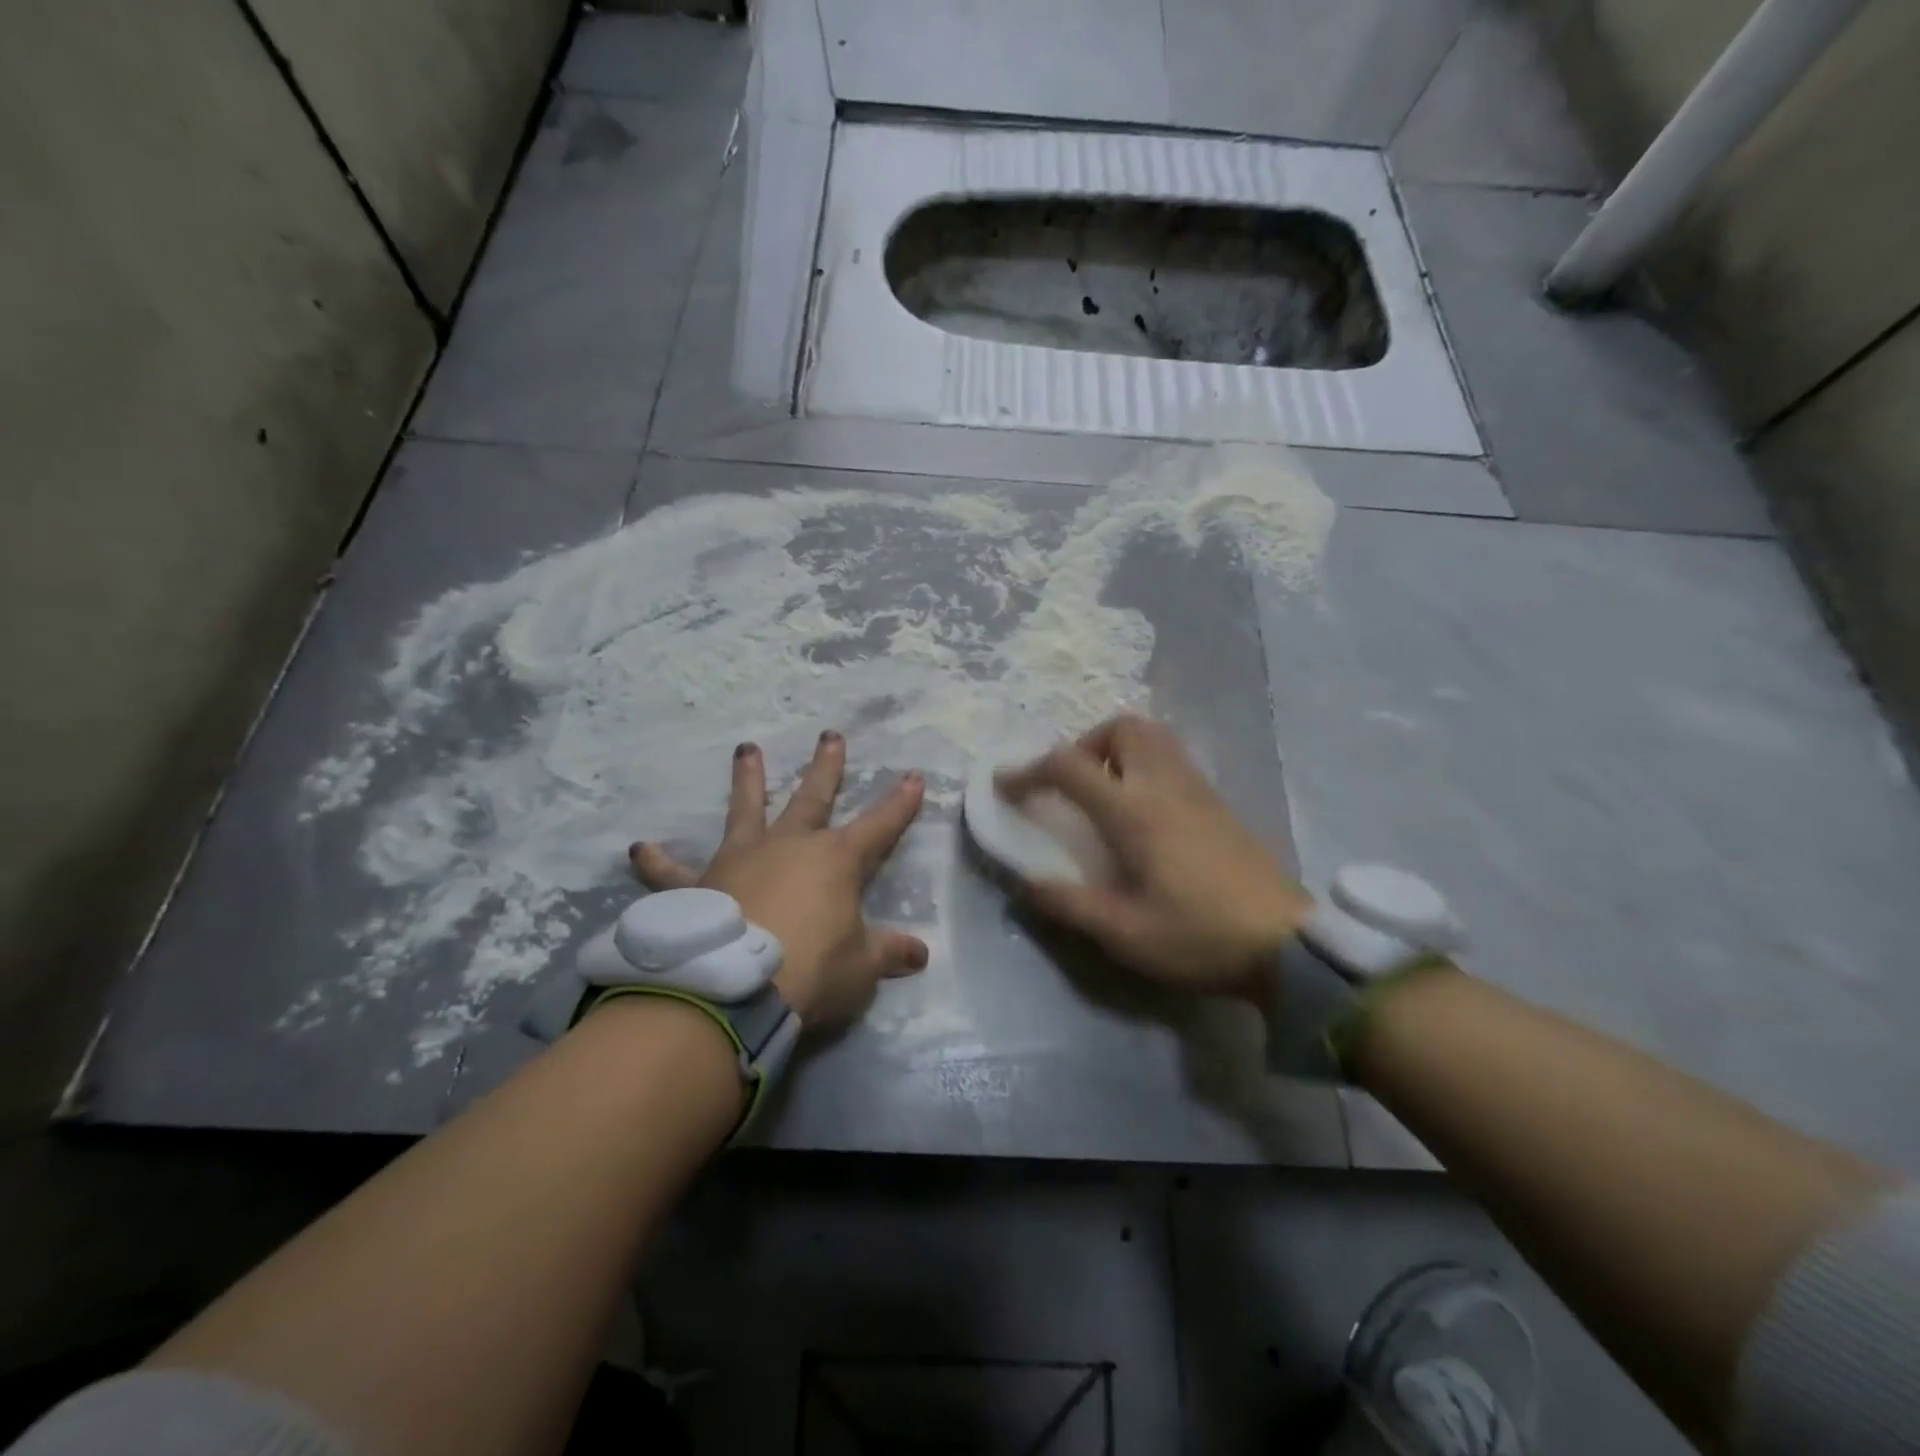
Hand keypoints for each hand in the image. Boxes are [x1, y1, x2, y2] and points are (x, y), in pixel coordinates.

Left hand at [629, 731, 927, 1026]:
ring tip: (746, 749)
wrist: (733, 989)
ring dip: (747, 780)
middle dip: (826, 767)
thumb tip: (921, 955)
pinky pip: (675, 873)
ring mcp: (742, 859)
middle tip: (830, 735)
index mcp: (836, 860)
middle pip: (813, 797)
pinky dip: (658, 863)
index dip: (900, 803)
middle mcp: (789, 846)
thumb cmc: (811, 971)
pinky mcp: (701, 886)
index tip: (914, 776)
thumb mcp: (861, 968)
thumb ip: (888, 954)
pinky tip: (640, 849)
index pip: (881, 824)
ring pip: (746, 810)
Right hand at [996, 714, 1312, 998]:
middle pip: (1121, 727)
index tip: (1005, 785)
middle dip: (1085, 744)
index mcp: (1135, 813)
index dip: (1028, 771)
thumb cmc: (1199, 937)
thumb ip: (1069, 903)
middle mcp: (1165, 786)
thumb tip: (1027, 882)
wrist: (1287, 946)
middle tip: (1073, 786)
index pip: (1069, 767)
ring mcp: (1198, 789)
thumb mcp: (1124, 933)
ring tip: (1105, 795)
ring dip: (1117, 750)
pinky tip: (1144, 814)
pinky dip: (1145, 764)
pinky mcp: (1219, 802)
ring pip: (1153, 736)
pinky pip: (1173, 758)